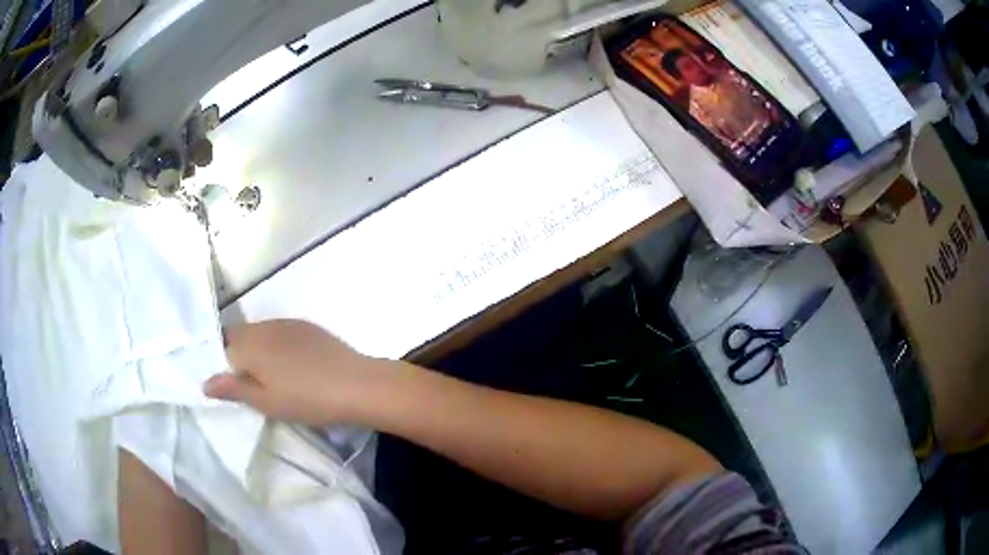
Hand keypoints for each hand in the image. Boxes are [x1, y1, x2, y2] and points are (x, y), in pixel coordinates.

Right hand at [204, 319, 385, 425]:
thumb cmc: (306, 399)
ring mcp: (287, 323)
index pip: (222, 343)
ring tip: (267, 374)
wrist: (356, 384)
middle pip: (239, 334)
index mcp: (249, 344)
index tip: (227, 378)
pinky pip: (279, 331)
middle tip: (246, 380)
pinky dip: (275, 344)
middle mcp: (264, 326)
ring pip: (259, 332)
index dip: (220, 359)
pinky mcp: (307, 327)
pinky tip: (289, 364)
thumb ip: (233, 389)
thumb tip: (205, 382)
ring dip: (256, 348)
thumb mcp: (266, 402)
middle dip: (237, 353)